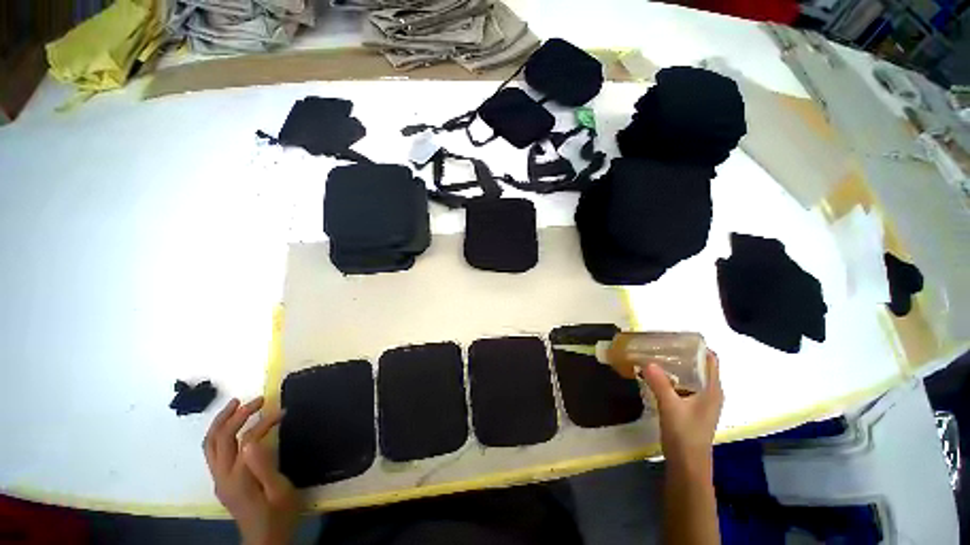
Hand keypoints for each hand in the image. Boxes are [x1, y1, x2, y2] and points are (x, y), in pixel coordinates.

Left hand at [204, 397, 299, 544]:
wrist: (265, 539)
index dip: (264, 422)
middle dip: (236, 414)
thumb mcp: (279, 490)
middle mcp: (222, 476)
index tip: (283, 412)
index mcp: (238, 478)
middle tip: (258, 399)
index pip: (246, 439)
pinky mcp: (221, 481)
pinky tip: (232, 427)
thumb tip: (252, 440)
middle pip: (219, 438)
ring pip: (210, 443)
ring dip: (222, 421)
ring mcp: (218, 479)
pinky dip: (220, 433)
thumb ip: (264, 465)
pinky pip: (213, 451)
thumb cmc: (279, 514)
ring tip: (237, 404)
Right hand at [642, 351, 723, 471]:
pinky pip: (683, 385)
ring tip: (655, 355)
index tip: (676, 337)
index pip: (710, 359)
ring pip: (690, 376)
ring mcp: (701, 401)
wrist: (687, 465)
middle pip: (699, 366)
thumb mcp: (670, 407)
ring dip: (676, 366)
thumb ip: (659, 383)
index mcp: (712, 390)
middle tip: (660, 344)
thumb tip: (647, 361)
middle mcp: (710, 392)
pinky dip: (672, 377)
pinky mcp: (691, 408)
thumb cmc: (685, 435)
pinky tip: (656, 375)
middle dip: (682, 354)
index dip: (697, 346)